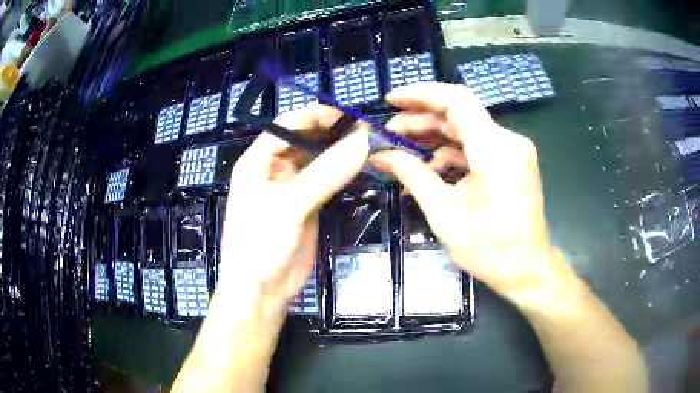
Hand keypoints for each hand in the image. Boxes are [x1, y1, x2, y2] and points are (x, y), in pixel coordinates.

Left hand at [218, 105, 368, 319]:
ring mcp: (292, 187)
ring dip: (339, 151)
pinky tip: (359, 165)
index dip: (317, 116)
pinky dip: (341, 171)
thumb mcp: (290, 206)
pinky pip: (325, 180)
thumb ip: (326, 172)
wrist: (262, 290)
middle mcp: (274, 168)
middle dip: (332, 132)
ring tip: (368, 144)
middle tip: (366, 130)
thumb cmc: (261, 244)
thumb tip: (363, 141)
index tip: (349, 116)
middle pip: (305, 139)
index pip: (288, 124)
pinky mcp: (307, 204)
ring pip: (317, 159)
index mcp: (258, 161)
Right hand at [371, 83, 562, 300]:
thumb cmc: (488, 248)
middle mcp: (508, 142)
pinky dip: (451, 156)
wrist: (526, 271)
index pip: (456, 100)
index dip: (421, 94)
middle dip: (421, 121)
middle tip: (388, 134)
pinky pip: (476, 150)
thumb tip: (380, 155)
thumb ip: (412, 174)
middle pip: (459, 116)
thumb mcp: (443, 211)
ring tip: (400, 152)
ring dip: (434, 140)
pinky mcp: (510, 164)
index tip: (391, 100)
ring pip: (466, 132)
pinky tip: (426, 170)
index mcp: (495, 148)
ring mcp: (512, 153)